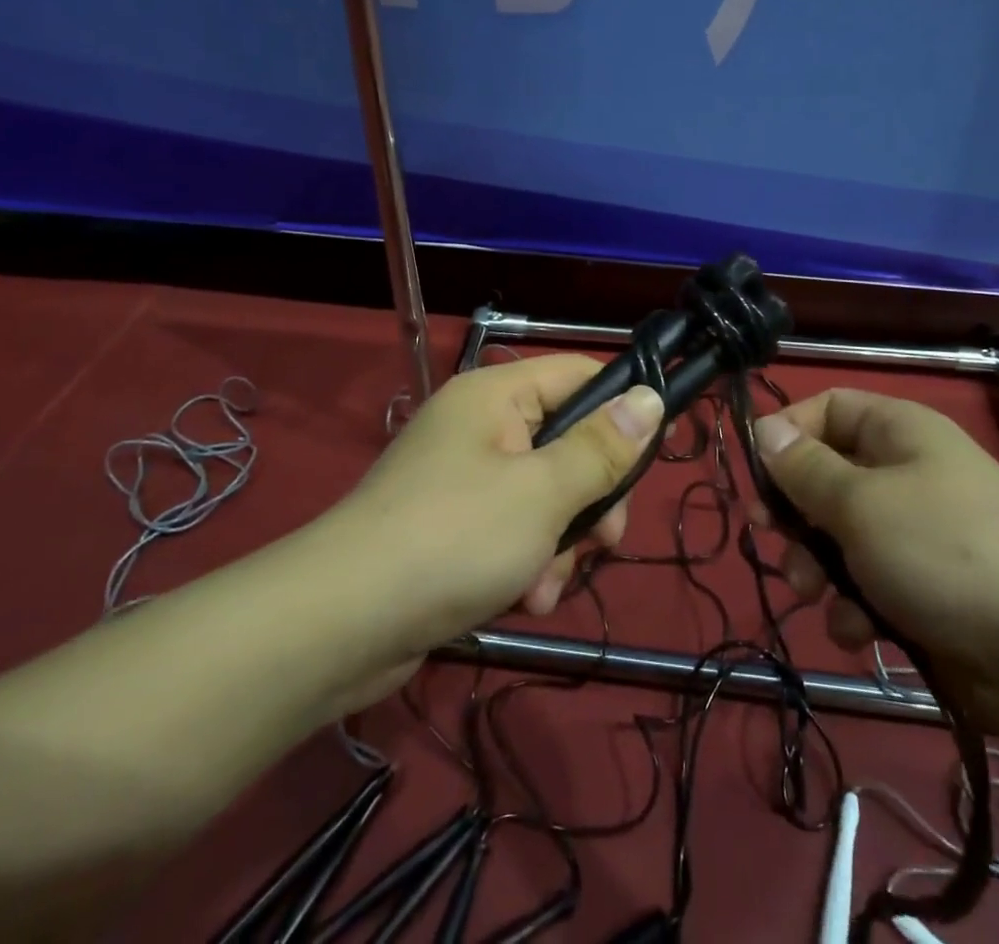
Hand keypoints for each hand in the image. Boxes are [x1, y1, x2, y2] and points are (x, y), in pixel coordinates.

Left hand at [333, 354, 663, 664]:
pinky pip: (513, 529)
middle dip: (591, 498)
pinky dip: (527, 561)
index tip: (660, 450)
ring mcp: (463, 477)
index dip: (625, 405)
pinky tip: (525, 599)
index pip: (580, 374)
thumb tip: (650, 397)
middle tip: (604, 541)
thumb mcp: (543, 492)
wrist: (338, 624)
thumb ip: (601, 447)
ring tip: (545, 585)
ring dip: (560, 542)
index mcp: (497, 395)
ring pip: (546, 495)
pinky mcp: (452, 526)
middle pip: (568, 442)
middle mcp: (480, 426)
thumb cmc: (453, 538)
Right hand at [754, 388, 998, 746]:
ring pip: (838, 538)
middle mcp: (905, 474)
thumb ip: (803, 468)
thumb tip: (763, 429)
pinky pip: (867, 586)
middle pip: (825, 477)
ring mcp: (916, 535)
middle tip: (770, 537)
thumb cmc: (944, 551)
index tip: (754, 474)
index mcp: (897, 432)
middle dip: (794, 514)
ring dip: (817, 568)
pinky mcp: (923, 591)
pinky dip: (855, 608)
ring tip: (816, 594)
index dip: (786, 434)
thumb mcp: (859, 503)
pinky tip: (860, 631)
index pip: (825, 408)